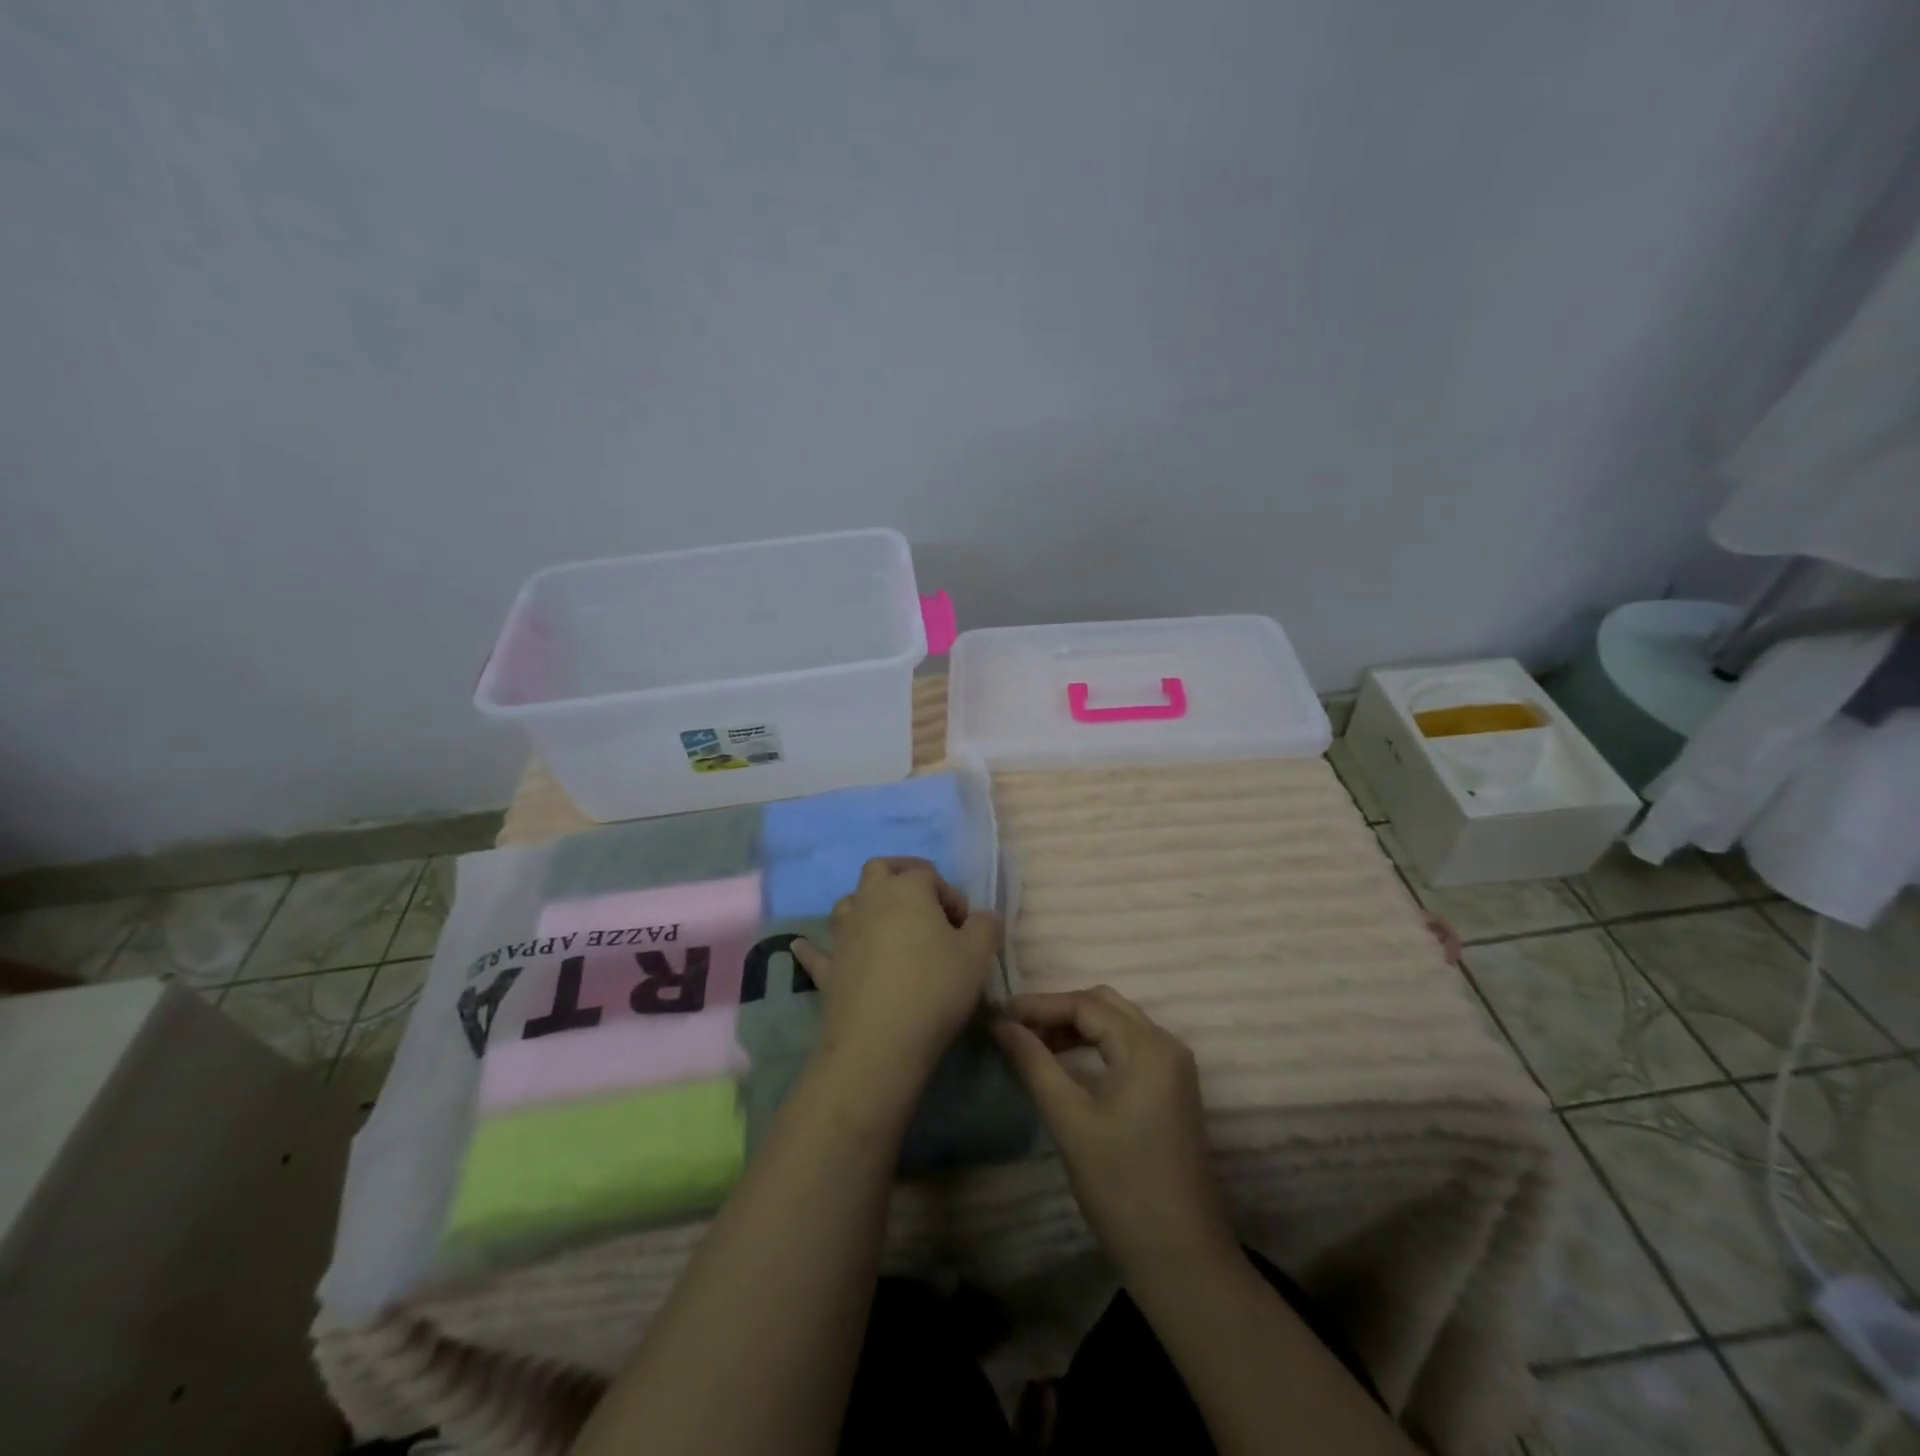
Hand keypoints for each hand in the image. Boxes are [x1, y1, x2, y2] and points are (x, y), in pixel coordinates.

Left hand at [791, 858, 1000, 1099]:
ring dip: (865, 905)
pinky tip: (801, 946)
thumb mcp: (978, 955)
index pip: (929, 874)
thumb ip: (985, 926)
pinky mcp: (827, 968)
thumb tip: (982, 917)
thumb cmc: (935, 987)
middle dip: (901, 877)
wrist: (880, 1041)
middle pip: (880, 870)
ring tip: (885, 924)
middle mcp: (870, 901)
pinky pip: (815, 951)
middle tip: (923, 903)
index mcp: (907, 890)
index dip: (950, 895)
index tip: (964, 927)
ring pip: (849, 902)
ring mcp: (843, 934)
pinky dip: (812, 947)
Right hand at [993, 986, 1237, 1280]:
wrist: (1182, 1259)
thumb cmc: (1122, 1188)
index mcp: (1147, 1047)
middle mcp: (1167, 1045)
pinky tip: (1066, 1062)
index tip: (999, 1016)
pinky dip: (1095, 1044)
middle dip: (1058, 1011)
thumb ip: (1034, 1064)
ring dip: (1076, 1026)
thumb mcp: (1070, 1121)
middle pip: (1104, 1005)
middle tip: (1015, 1029)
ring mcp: (1174, 1067)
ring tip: (1033, 1043)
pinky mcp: (1173, 1088)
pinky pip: (1129, 1046)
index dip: (1039, 1005)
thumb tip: (1001, 1025)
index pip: (1085, 1005)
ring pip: (1118, 1023)